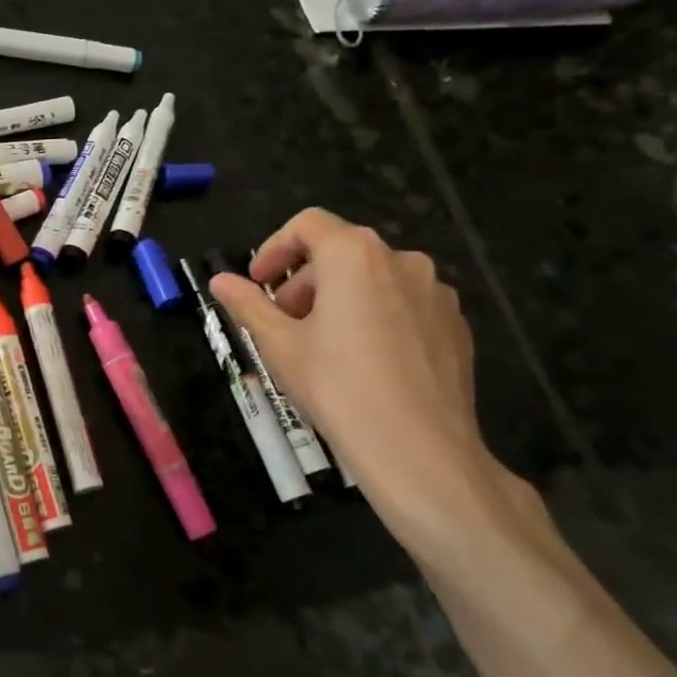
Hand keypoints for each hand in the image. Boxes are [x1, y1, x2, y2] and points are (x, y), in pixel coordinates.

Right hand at [209, 208, 546, 557]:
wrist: (419, 450)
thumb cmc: (336, 386)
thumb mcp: (278, 344)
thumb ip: (248, 304)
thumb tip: (220, 281)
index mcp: (355, 255)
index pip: (308, 225)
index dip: (274, 248)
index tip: (258, 283)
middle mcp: (402, 260)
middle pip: (341, 253)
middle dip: (305, 282)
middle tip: (284, 324)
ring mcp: (437, 294)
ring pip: (375, 280)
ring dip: (341, 299)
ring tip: (323, 346)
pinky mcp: (456, 327)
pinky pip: (405, 307)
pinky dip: (377, 318)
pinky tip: (365, 364)